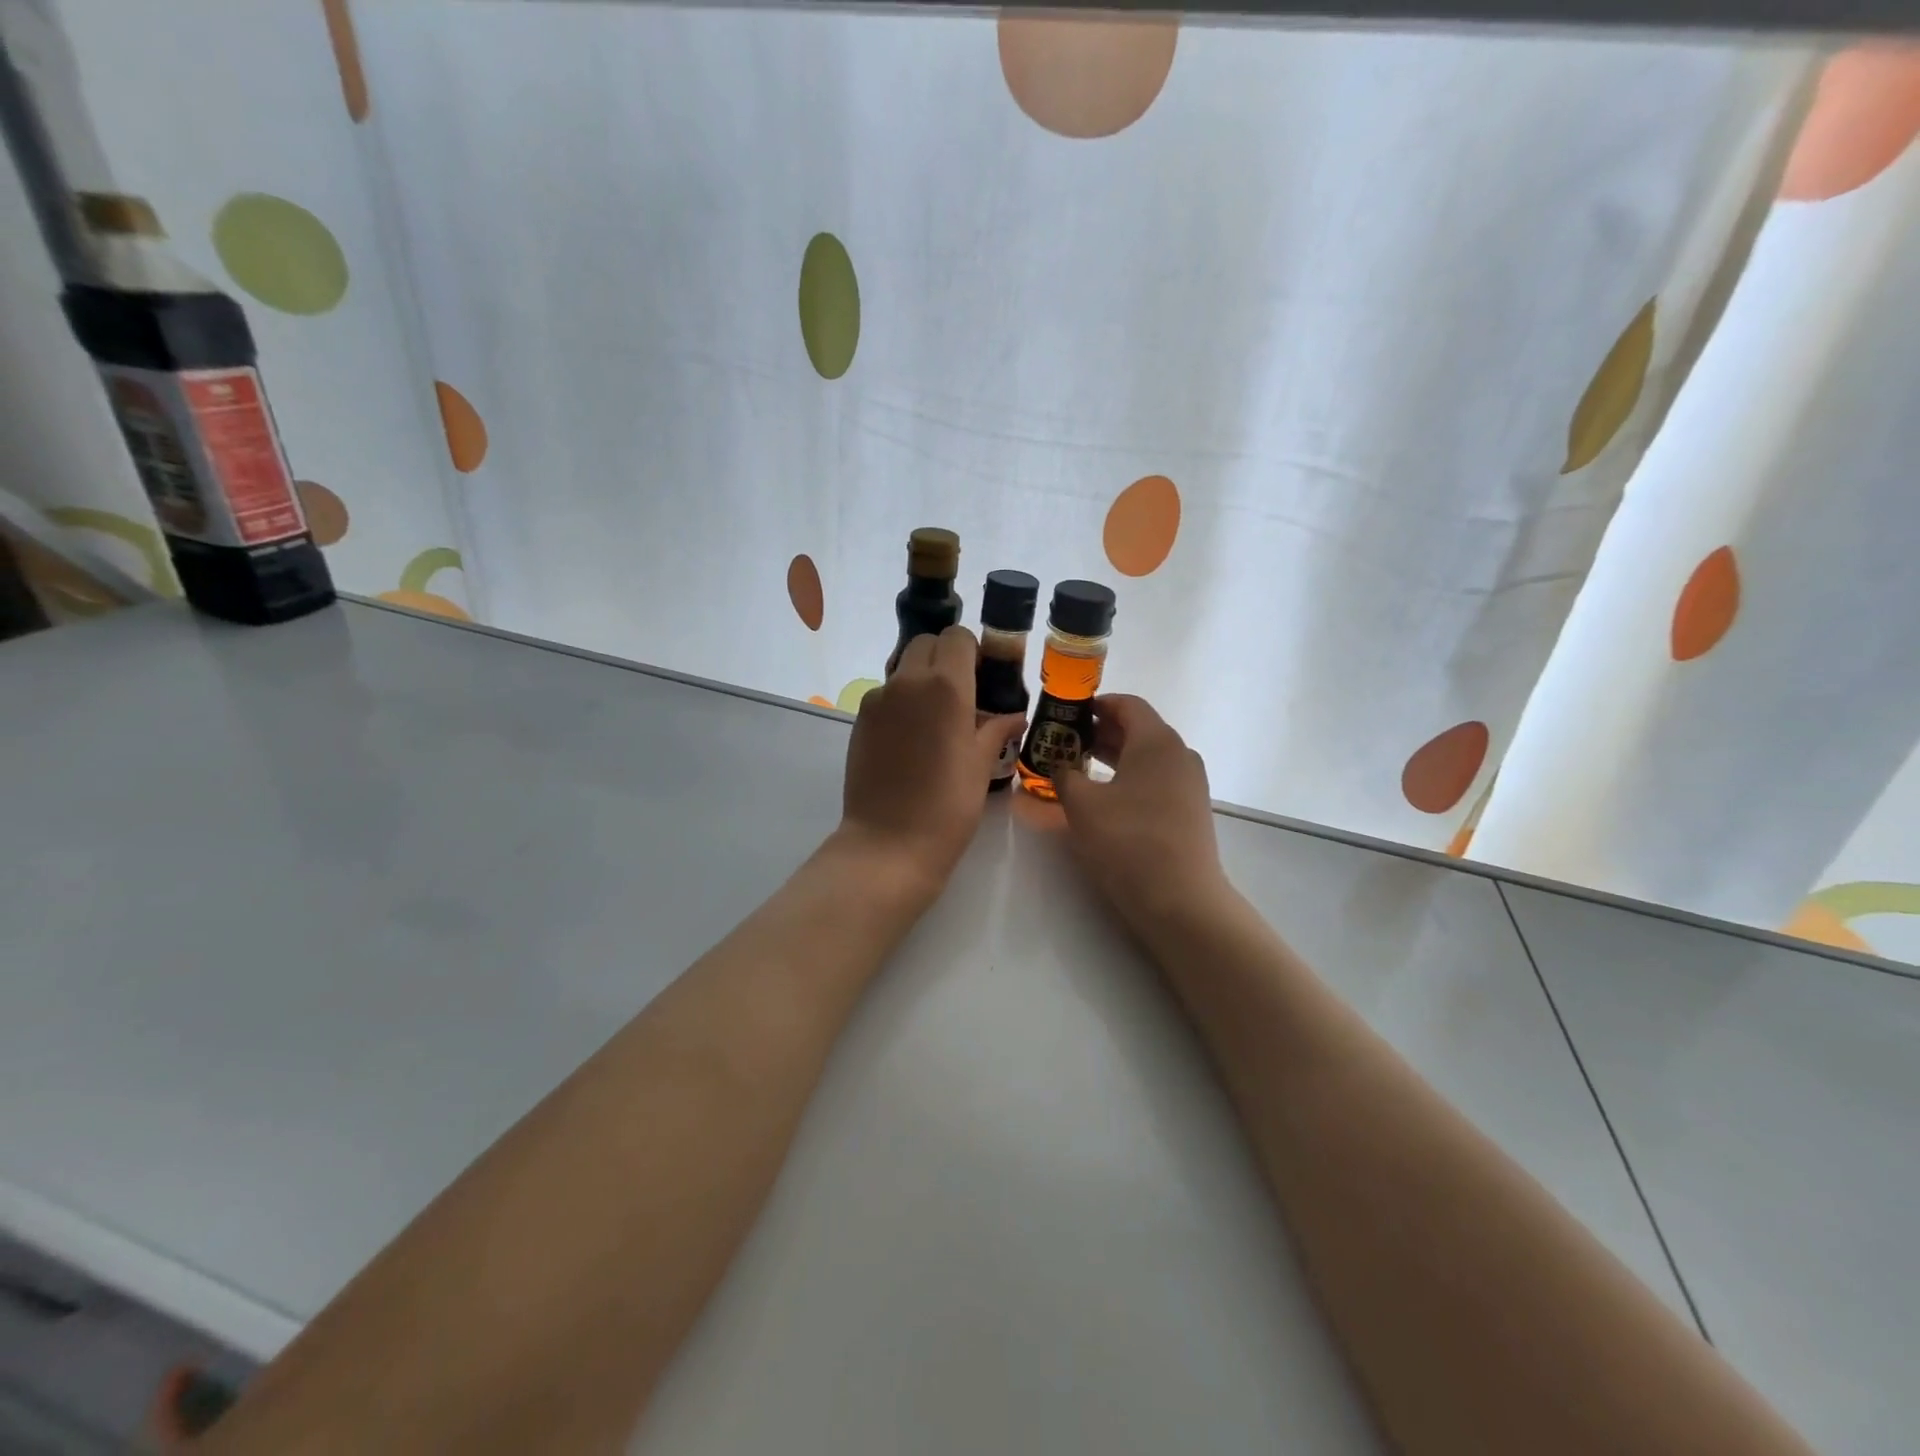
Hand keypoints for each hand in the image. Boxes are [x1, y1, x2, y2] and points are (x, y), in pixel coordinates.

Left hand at [837, 627, 1025, 895]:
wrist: (889, 843)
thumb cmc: (948, 805)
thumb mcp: (981, 766)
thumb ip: (997, 730)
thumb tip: (1015, 717)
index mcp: (945, 685)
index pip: (957, 637)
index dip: (972, 650)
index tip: (983, 676)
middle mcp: (907, 681)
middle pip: (926, 644)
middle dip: (946, 657)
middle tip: (962, 694)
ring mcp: (878, 699)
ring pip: (903, 668)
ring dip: (921, 678)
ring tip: (937, 719)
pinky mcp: (860, 720)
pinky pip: (886, 695)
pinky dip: (902, 702)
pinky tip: (912, 739)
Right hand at [1052, 695, 1232, 938]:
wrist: (1180, 899)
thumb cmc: (1128, 841)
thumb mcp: (1082, 805)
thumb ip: (1065, 775)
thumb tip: (1061, 766)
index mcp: (1156, 741)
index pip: (1127, 704)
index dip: (1095, 704)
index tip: (1067, 714)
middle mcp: (1179, 754)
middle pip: (1138, 729)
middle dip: (1100, 732)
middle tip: (1066, 743)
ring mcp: (1190, 783)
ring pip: (1147, 756)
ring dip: (1114, 757)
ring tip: (1080, 769)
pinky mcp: (1190, 809)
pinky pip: (1156, 779)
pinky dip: (1130, 778)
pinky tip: (1106, 798)